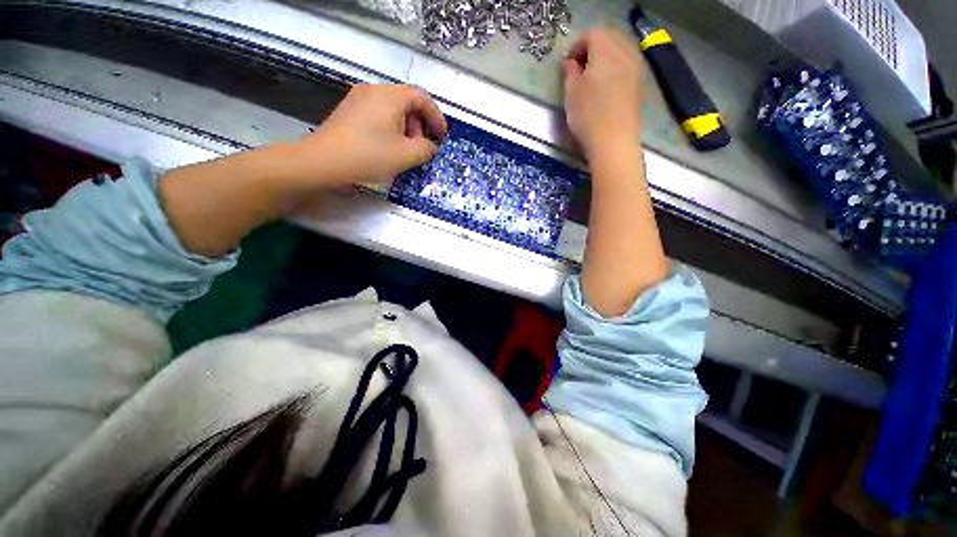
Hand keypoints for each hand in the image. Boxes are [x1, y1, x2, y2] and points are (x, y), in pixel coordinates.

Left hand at [295, 84, 447, 186]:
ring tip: (406, 150)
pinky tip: (389, 147)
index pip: (421, 97)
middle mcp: (374, 91)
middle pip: (406, 101)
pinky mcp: (349, 111)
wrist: (324, 161)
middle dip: (420, 124)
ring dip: (406, 128)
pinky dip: (391, 128)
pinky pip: (378, 114)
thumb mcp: (406, 155)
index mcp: (390, 97)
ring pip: (392, 108)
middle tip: (423, 146)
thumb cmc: (369, 155)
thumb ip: (425, 149)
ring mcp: (358, 99)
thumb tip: (430, 146)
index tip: (442, 136)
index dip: (436, 116)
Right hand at [562, 29, 644, 159]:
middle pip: (608, 37)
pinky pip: (625, 64)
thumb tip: (571, 62)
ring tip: (590, 77)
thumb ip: (570, 72)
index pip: (591, 34)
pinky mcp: (638, 83)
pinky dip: (614, 67)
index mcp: (605, 51)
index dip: (576, 45)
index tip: (566, 63)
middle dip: (591, 47)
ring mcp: (635, 67)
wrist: (613, 142)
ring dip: (603, 57)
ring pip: (619, 50)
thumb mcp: (571, 94)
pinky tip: (604, 85)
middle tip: (577, 67)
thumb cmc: (588, 117)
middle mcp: (624, 53)